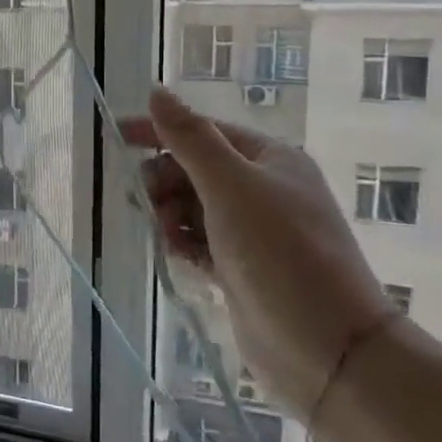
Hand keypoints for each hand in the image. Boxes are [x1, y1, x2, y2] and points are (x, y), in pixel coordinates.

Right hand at [123, 88, 397, 419]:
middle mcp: (266, 189)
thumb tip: (157, 93)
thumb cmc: (280, 254)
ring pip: (195, 208)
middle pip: (196, 170)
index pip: (203, 131)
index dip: (158, 131)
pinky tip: (180, 257)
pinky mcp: (245, 268)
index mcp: (270, 159)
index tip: (114, 134)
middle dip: (165, 182)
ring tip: (167, 237)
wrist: (327, 348)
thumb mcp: (231, 188)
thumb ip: (190, 140)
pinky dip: (186, 244)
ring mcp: (257, 232)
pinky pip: (202, 242)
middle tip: (144, 203)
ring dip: (172, 216)